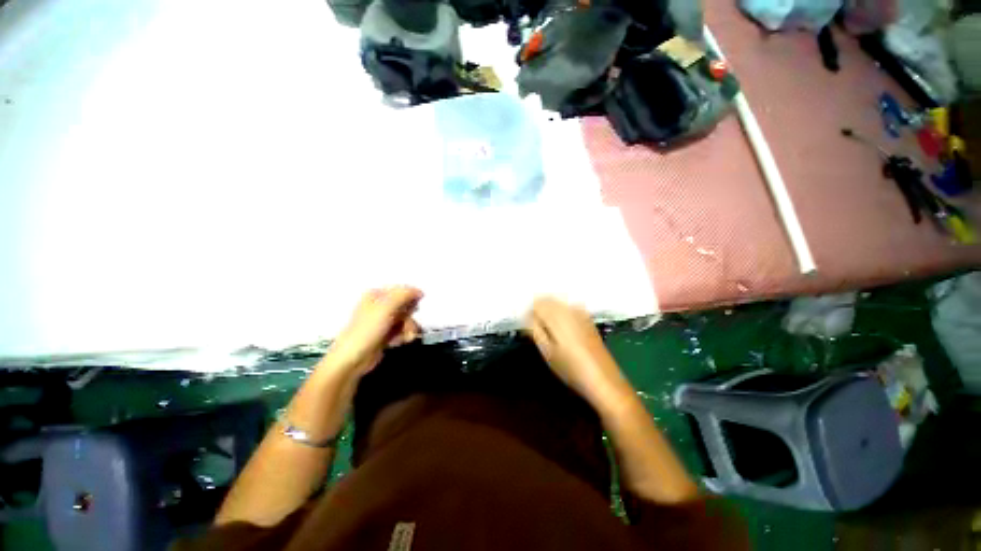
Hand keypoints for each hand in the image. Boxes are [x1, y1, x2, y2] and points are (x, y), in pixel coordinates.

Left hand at [325, 286, 422, 376]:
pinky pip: (402, 330)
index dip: (412, 298)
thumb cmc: (368, 329)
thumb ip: (404, 295)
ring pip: (406, 319)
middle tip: (409, 325)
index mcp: (376, 294)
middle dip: (410, 317)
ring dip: (409, 328)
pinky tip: (399, 342)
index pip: (401, 290)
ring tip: (406, 337)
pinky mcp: (385, 334)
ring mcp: (383, 321)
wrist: (353, 359)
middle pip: (406, 306)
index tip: (417, 308)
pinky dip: (403, 336)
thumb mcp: (386, 307)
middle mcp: (380, 305)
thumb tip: (420, 291)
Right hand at [525, 297, 628, 403]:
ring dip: (550, 310)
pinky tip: (563, 328)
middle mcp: (569, 309)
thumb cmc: (570, 368)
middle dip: (540, 309)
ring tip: (549, 330)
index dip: (529, 313)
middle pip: (548, 299)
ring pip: (559, 302)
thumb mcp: (546, 351)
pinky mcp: (588, 318)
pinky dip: (562, 312)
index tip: (528, 326)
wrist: (603, 379)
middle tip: (537, 329)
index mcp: (557, 315)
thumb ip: (534, 329)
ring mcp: (580, 312)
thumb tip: (527, 315)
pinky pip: (569, 307)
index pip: (536, 302)